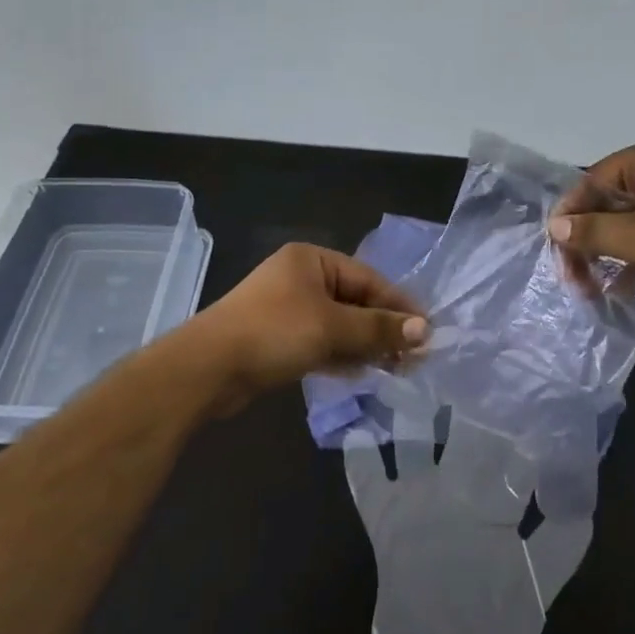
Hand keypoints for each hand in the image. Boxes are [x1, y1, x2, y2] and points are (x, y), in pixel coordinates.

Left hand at [193, 243, 428, 407]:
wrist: (207, 369)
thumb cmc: (273, 333)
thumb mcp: (331, 327)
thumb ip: (378, 328)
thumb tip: (424, 330)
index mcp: (312, 260)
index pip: (369, 279)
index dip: (399, 305)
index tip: (426, 331)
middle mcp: (301, 278)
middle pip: (355, 302)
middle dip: (383, 329)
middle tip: (414, 357)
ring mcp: (288, 309)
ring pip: (339, 325)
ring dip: (365, 345)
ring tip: (396, 369)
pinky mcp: (279, 339)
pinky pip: (321, 343)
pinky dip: (342, 355)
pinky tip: (363, 373)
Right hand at [548, 133, 634, 319]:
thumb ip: (593, 232)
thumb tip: (555, 226)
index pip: (593, 180)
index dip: (570, 215)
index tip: (555, 250)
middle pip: (611, 202)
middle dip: (589, 241)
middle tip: (575, 279)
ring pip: (632, 223)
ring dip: (610, 255)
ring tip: (593, 290)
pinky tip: (623, 290)